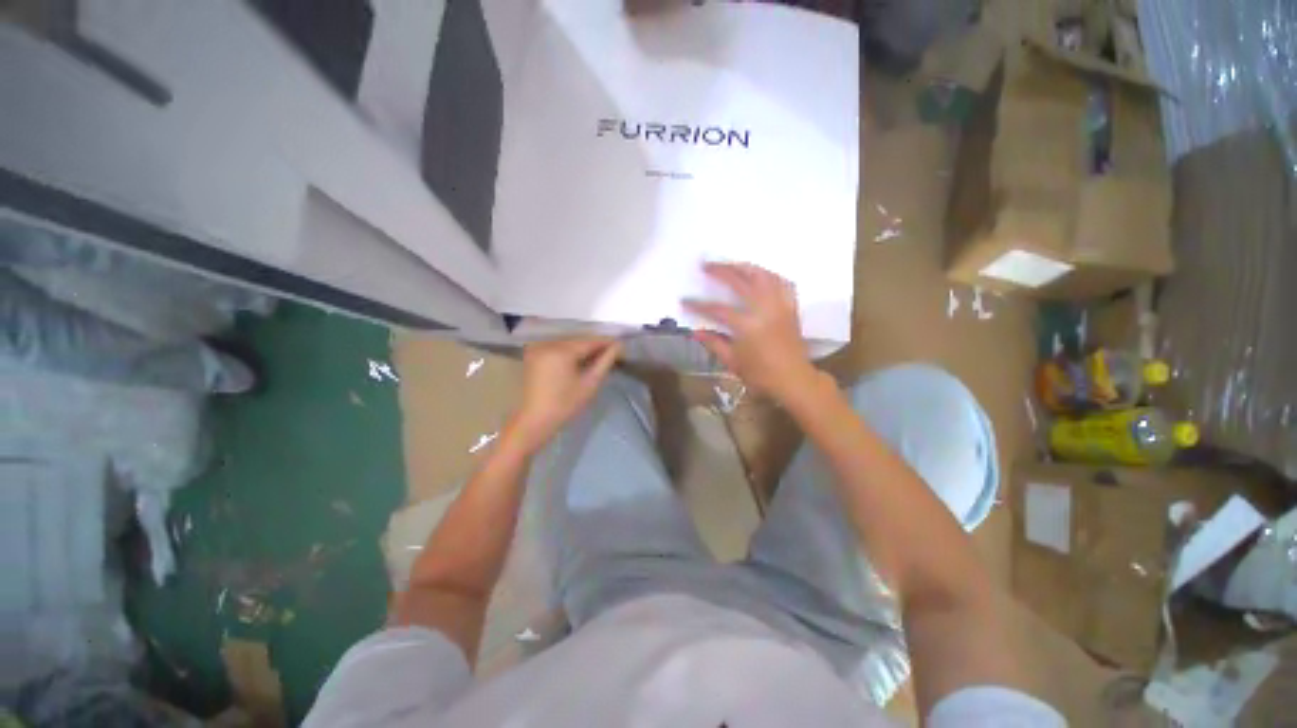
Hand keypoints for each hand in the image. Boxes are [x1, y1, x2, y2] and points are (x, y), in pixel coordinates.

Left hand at [509, 338, 620, 448]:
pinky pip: (557, 346)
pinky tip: (580, 359)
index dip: (606, 342)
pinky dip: (569, 350)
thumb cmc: (566, 404)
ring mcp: (538, 347)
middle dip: (594, 345)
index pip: (589, 341)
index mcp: (561, 351)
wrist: (536, 419)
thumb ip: (605, 361)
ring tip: (598, 356)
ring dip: (583, 347)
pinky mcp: (533, 353)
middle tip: (612, 352)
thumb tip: (619, 346)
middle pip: (578, 339)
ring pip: (568, 342)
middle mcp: (548, 344)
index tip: (620, 345)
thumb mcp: (590, 383)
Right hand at [684, 262, 818, 400]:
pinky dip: (770, 276)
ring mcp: (780, 306)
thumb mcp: (732, 362)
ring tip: (731, 265)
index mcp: (747, 326)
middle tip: (706, 265)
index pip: (717, 309)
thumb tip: (696, 331)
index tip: (684, 300)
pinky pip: (783, 283)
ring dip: (745, 267)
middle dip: (721, 271)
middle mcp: (764, 309)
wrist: (793, 380)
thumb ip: (714, 343)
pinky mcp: (791, 307)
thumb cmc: (761, 375)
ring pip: (763, 276)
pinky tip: (761, 275)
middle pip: (741, 281)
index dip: (699, 305)